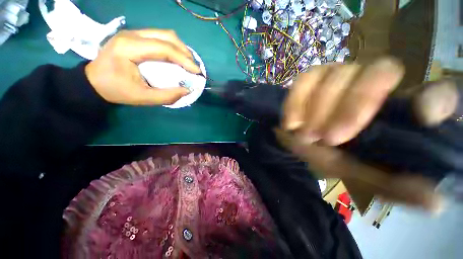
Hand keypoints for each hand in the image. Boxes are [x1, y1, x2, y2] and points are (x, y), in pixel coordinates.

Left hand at [85, 29, 200, 104]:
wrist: (93, 82)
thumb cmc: (115, 90)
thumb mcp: (142, 98)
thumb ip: (167, 96)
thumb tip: (187, 90)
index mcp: (129, 48)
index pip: (164, 48)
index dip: (184, 59)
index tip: (197, 72)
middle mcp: (132, 35)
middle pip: (167, 36)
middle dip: (185, 52)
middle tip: (194, 67)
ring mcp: (133, 34)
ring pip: (165, 34)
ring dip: (180, 48)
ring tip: (188, 63)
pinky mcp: (136, 37)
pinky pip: (160, 37)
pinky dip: (173, 48)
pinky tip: (177, 58)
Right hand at [280, 57, 457, 211]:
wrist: (299, 140)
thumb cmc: (332, 156)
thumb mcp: (360, 174)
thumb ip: (392, 186)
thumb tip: (435, 204)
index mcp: (398, 109)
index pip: (434, 90)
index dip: (436, 98)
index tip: (422, 116)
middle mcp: (374, 82)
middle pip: (378, 70)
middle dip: (353, 106)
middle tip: (330, 139)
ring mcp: (339, 75)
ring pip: (336, 73)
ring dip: (318, 108)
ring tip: (306, 135)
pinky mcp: (311, 78)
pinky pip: (304, 79)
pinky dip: (295, 102)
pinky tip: (291, 123)